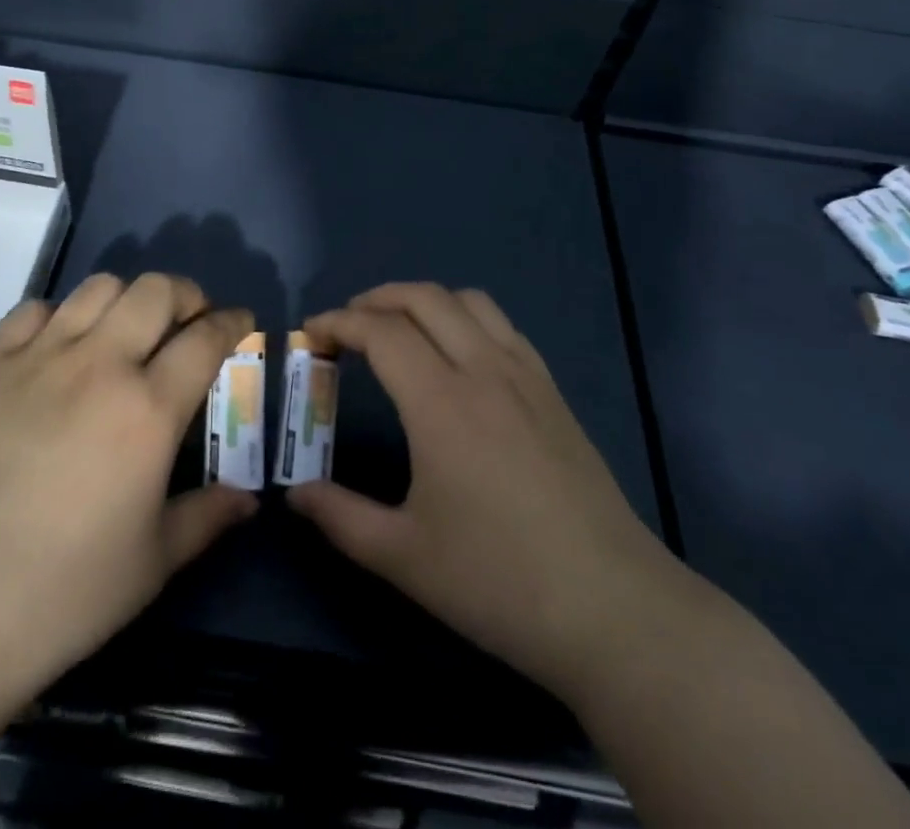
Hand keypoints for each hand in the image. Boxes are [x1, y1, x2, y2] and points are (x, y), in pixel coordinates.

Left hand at [0, 272, 258, 718]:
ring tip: (128, 328)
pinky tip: (60, 346)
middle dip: (185, 295)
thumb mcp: (153, 563)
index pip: (206, 338)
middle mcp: (100, 365)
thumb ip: (207, 518)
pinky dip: (58, 315)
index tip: (241, 322)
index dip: (232, 322)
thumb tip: (249, 501)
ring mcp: (40, 358)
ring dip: (127, 298)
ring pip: (98, 287)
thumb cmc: (63, 593)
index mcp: (148, 409)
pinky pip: (32, 309)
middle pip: (156, 291)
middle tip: (189, 321)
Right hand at [288, 283, 669, 705]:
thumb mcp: (404, 557)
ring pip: (469, 301)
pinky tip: (459, 355)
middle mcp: (483, 370)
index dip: (339, 322)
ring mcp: (526, 376)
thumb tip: (295, 495)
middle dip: (377, 299)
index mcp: (441, 402)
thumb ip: (341, 518)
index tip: (311, 333)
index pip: (381, 332)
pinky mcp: (553, 392)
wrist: (614, 609)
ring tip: (400, 329)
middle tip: (346, 324)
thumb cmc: (499, 582)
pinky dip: (466, 318)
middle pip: (424, 298)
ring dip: (425, 301)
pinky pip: (503, 327)